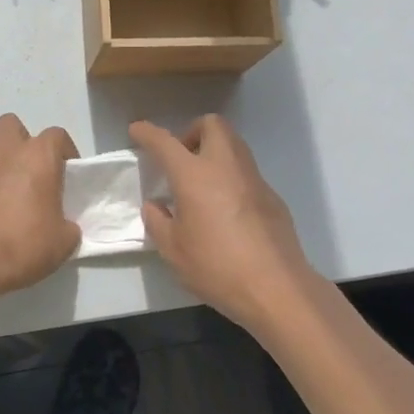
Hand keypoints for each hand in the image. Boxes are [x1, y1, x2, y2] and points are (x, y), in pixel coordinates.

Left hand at [0, 114, 81, 308]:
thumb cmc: (23, 246)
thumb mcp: (63, 242)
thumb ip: (68, 225)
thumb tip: (64, 225)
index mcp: (39, 157)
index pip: (57, 136)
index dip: (64, 151)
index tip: (66, 172)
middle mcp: (7, 150)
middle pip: (12, 124)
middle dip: (19, 140)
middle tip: (27, 168)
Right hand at [131, 115, 322, 336]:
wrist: (276, 289)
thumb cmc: (216, 267)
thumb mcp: (173, 250)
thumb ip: (158, 221)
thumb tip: (156, 205)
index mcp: (194, 175)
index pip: (165, 142)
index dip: (148, 133)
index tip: (137, 131)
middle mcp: (226, 166)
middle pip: (212, 125)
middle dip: (192, 132)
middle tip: (181, 159)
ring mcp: (254, 179)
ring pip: (233, 145)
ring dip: (214, 152)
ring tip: (201, 185)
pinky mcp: (273, 197)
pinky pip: (247, 173)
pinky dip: (231, 178)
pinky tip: (226, 210)